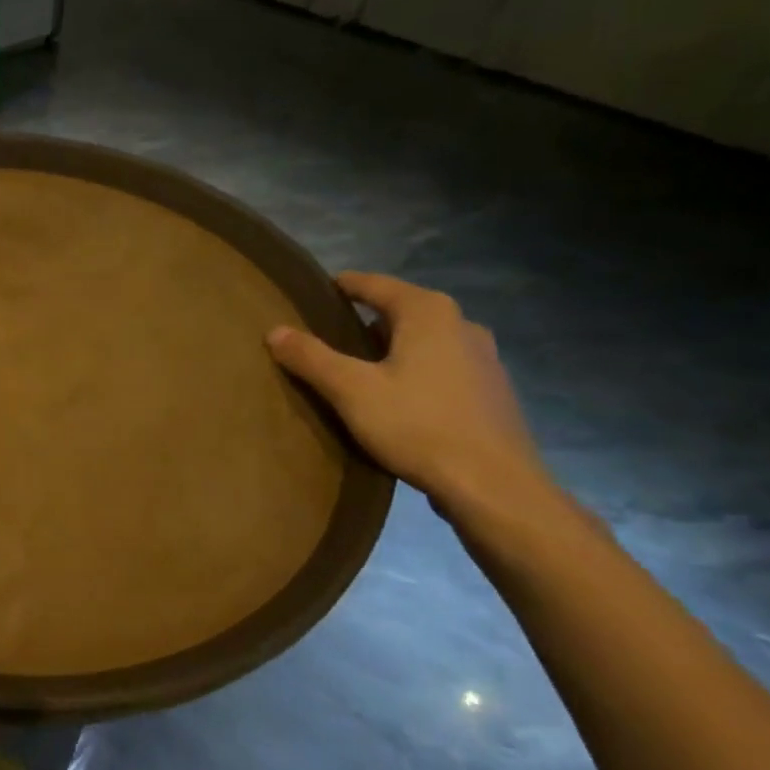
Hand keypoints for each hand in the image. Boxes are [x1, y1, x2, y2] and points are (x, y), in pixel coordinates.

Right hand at [266, 272, 548, 512]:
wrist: (494, 486)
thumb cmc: (418, 426)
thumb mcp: (351, 391)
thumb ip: (311, 357)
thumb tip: (275, 330)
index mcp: (428, 312)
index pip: (375, 284)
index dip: (343, 286)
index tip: (316, 291)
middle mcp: (462, 324)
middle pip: (402, 311)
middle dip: (366, 320)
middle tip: (329, 336)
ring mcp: (484, 358)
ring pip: (425, 341)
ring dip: (393, 349)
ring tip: (360, 369)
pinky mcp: (492, 392)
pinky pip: (442, 368)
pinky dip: (416, 372)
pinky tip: (398, 400)